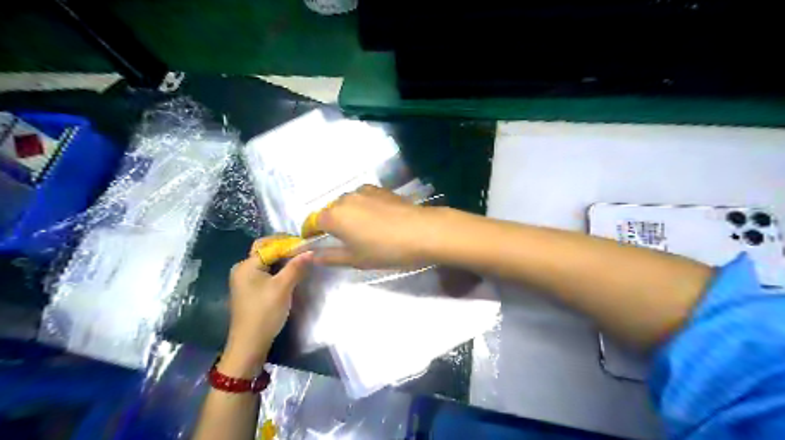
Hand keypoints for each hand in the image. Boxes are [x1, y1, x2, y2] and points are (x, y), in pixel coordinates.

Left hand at [219, 239, 311, 375]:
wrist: (250, 344)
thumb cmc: (265, 312)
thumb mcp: (283, 287)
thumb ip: (296, 267)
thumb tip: (311, 250)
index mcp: (246, 265)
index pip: (269, 245)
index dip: (288, 243)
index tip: (306, 244)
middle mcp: (243, 268)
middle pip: (265, 250)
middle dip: (284, 248)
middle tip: (303, 250)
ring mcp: (245, 279)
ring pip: (267, 261)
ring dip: (283, 258)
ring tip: (301, 259)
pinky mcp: (251, 289)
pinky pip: (266, 271)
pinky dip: (278, 268)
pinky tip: (291, 271)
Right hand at [315, 183, 442, 266]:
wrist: (423, 231)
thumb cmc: (385, 250)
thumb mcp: (355, 259)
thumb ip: (329, 256)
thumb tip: (310, 255)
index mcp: (333, 216)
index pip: (312, 223)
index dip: (313, 234)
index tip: (321, 245)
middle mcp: (344, 198)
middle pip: (330, 211)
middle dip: (333, 224)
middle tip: (348, 242)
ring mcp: (363, 191)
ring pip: (347, 203)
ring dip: (349, 214)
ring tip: (366, 230)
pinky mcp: (380, 189)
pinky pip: (363, 198)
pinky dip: (364, 207)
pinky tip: (379, 219)